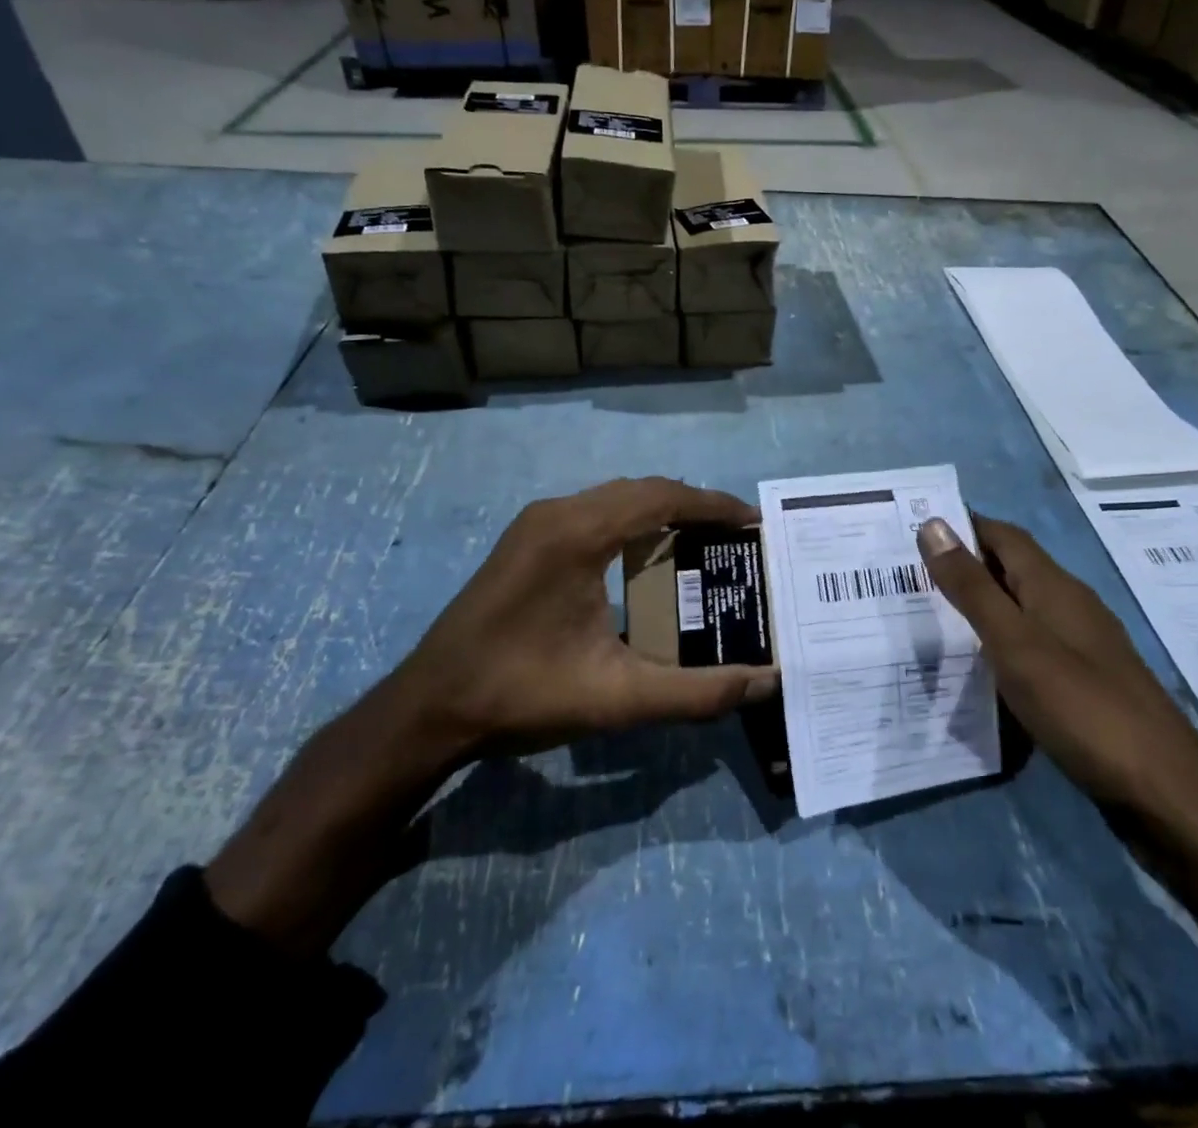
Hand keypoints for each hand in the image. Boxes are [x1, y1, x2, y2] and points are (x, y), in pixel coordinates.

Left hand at [209, 478, 774, 953]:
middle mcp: (557, 513)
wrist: (428, 708)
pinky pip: (595, 510)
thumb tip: (768, 681)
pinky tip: (650, 552)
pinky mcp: (527, 538)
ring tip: (704, 539)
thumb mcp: (618, 698)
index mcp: (577, 534)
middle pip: (642, 489)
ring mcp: (536, 522)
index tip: (753, 520)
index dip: (713, 505)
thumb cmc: (521, 695)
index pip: (661, 498)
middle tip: (736, 534)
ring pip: (616, 496)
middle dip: (693, 505)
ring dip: (662, 509)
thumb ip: (699, 693)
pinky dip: (633, 519)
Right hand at [917, 515, 1197, 814]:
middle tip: (910, 577)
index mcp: (1054, 586)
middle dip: (966, 565)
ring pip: (1023, 607)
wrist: (1165, 793)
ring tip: (933, 619)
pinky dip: (1002, 642)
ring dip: (982, 605)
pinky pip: (1034, 644)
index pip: (1003, 535)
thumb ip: (972, 587)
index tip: (913, 530)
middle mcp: (1071, 605)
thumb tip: (932, 524)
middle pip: (1012, 568)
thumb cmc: (1081, 707)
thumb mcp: (1015, 643)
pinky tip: (982, 667)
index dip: (962, 526)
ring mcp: (1083, 645)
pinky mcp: (1087, 682)